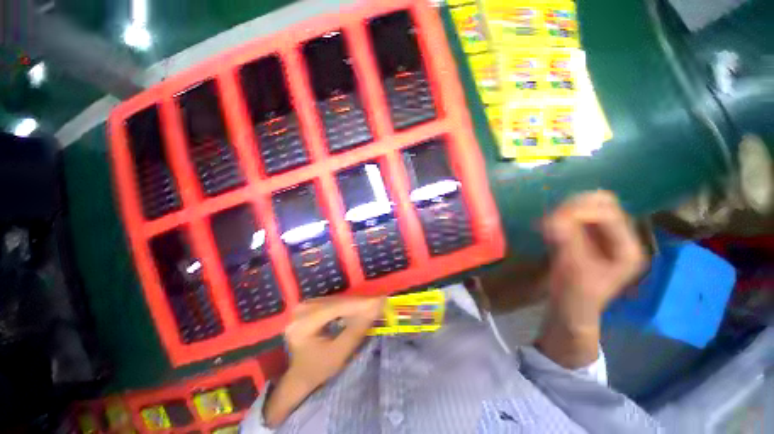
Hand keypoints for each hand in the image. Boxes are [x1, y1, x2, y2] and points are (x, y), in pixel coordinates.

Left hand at [285, 296, 383, 387]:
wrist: (300, 374)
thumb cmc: (318, 369)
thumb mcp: (340, 353)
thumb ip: (358, 329)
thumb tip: (377, 307)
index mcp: (303, 324)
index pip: (336, 308)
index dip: (360, 303)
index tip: (380, 300)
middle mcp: (302, 310)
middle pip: (337, 302)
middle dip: (360, 303)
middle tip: (380, 303)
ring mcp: (304, 305)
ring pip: (336, 299)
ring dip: (355, 303)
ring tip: (372, 305)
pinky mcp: (309, 304)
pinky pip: (333, 301)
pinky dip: (347, 304)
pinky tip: (358, 307)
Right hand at [537, 191, 645, 367]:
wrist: (572, 307)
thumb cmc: (577, 295)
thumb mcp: (573, 269)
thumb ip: (567, 241)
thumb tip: (552, 217)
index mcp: (627, 248)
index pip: (608, 213)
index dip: (580, 211)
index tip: (553, 219)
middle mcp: (621, 237)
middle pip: (603, 204)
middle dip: (575, 206)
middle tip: (551, 217)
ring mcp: (605, 236)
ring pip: (589, 207)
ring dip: (567, 209)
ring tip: (549, 221)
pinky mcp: (589, 237)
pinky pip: (577, 216)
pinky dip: (562, 216)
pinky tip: (549, 225)